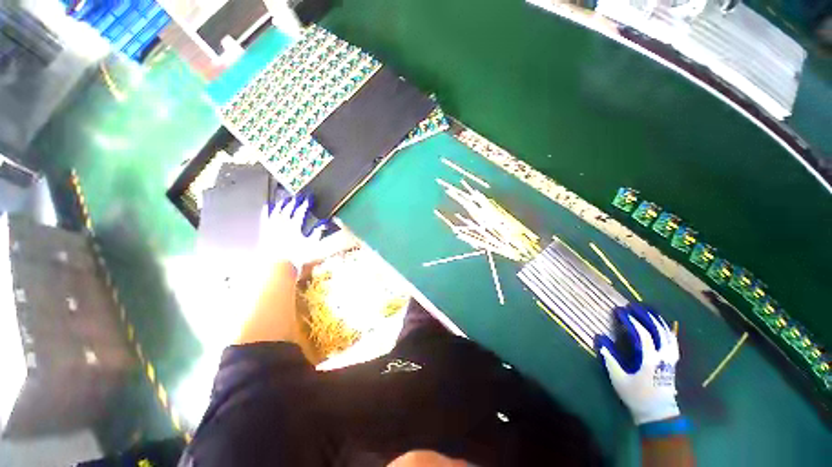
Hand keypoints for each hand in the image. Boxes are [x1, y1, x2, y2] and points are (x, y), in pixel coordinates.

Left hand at [260, 193, 327, 275]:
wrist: (277, 265)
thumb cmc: (296, 256)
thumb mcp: (311, 244)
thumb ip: (317, 233)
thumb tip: (323, 225)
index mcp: (294, 225)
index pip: (301, 211)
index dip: (306, 204)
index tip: (309, 199)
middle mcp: (282, 223)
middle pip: (288, 208)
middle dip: (293, 201)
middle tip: (297, 197)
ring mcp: (272, 226)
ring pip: (276, 211)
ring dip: (280, 204)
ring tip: (284, 200)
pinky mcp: (265, 231)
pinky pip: (264, 217)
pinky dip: (266, 211)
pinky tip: (266, 207)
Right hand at [595, 305, 679, 424]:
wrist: (657, 412)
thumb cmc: (636, 395)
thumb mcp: (618, 377)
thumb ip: (609, 357)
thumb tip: (599, 338)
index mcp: (650, 359)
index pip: (642, 334)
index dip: (631, 320)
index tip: (620, 310)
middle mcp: (663, 356)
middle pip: (658, 330)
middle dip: (645, 316)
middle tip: (633, 306)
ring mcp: (670, 358)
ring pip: (668, 334)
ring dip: (657, 320)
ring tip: (647, 310)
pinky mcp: (672, 361)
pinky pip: (672, 340)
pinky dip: (667, 329)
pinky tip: (662, 325)